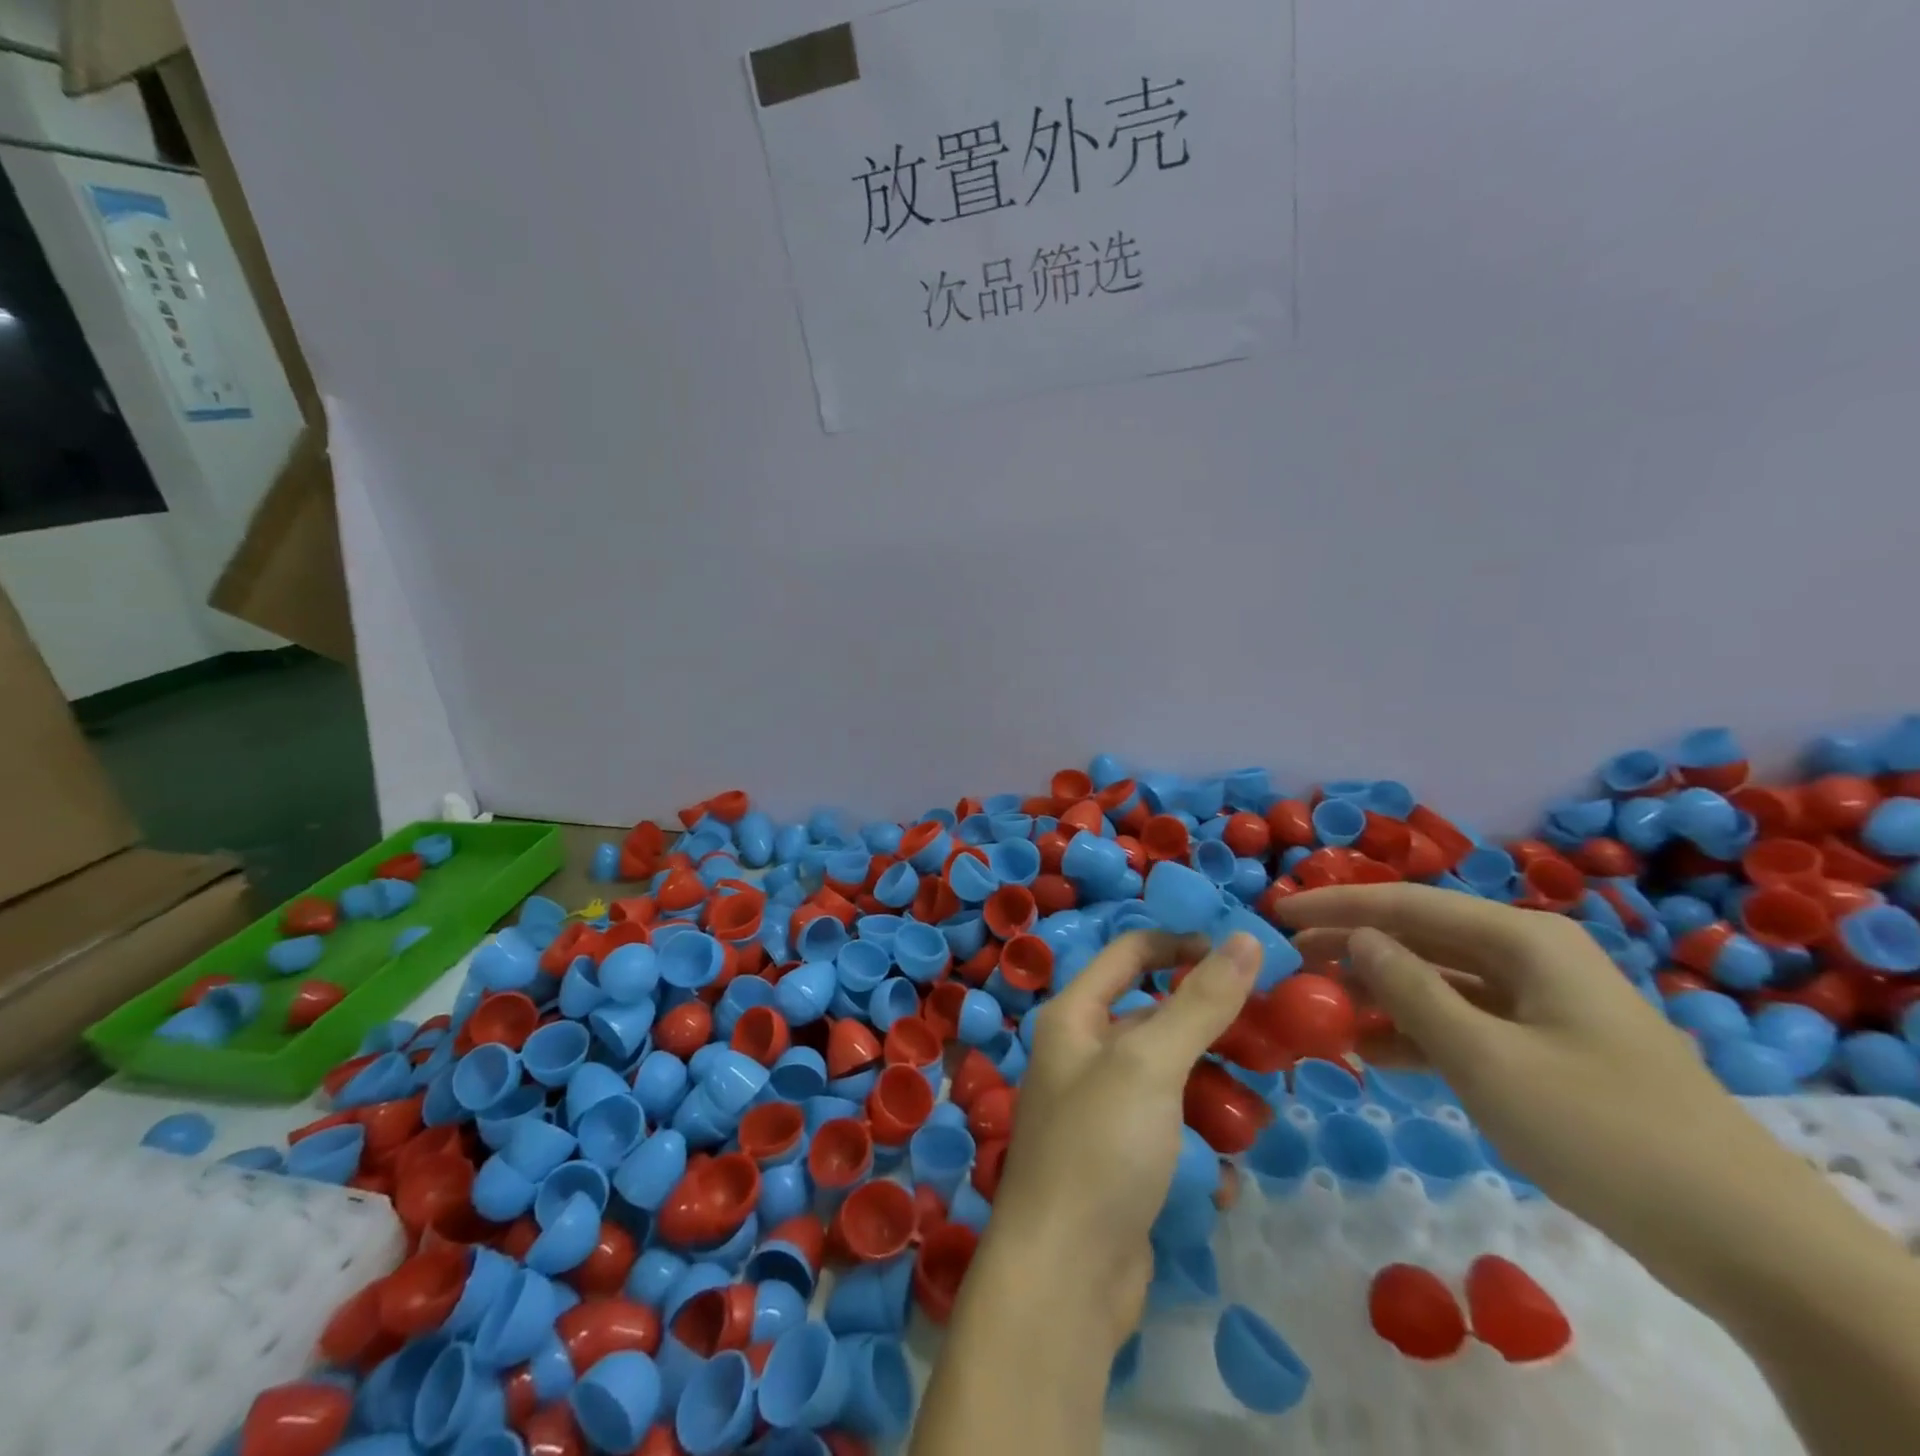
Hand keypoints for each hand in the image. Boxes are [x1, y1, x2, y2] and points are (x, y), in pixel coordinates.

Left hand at [984, 930, 1260, 1350]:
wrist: (1065, 1279)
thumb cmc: (1100, 1149)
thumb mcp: (1151, 1063)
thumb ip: (1199, 1001)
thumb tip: (1246, 938)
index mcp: (1074, 1016)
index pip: (1130, 953)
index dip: (1181, 945)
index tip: (1242, 959)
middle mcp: (1083, 1054)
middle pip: (1157, 1018)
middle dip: (1212, 1028)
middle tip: (1271, 1041)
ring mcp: (1103, 1111)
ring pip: (1172, 1079)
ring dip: (1216, 1094)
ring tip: (1258, 1116)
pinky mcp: (1123, 1161)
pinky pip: (1171, 1133)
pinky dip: (1199, 1147)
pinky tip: (1222, 1178)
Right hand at [1277, 884, 1794, 1244]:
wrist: (1743, 1238)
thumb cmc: (1598, 1128)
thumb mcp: (1483, 1058)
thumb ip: (1409, 990)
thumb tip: (1355, 939)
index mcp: (1522, 939)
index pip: (1406, 904)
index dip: (1336, 906)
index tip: (1276, 914)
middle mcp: (1530, 956)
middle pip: (1421, 938)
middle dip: (1353, 950)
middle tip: (1289, 965)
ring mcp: (1541, 1004)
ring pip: (1439, 982)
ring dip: (1379, 996)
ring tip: (1318, 1012)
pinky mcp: (1547, 1049)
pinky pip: (1464, 1023)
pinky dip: (1416, 1034)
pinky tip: (1371, 1054)